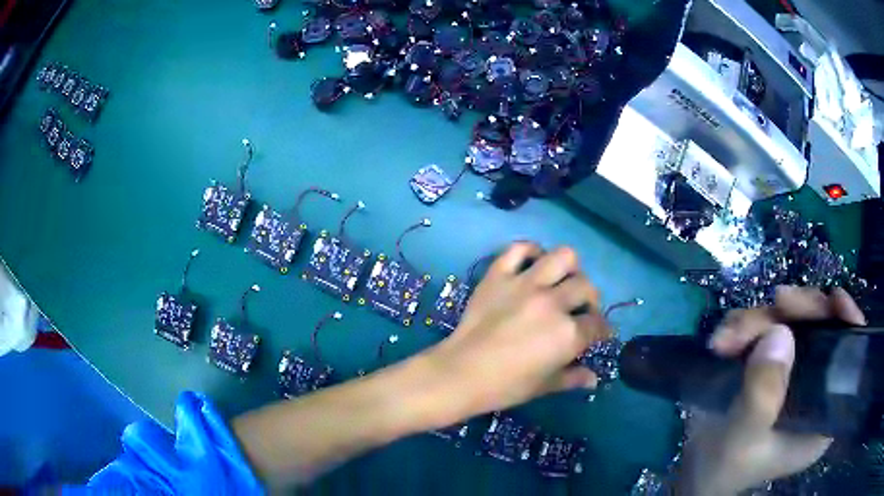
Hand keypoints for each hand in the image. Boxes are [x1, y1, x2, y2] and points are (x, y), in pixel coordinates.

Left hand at [427, 242, 610, 418]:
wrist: (460, 373)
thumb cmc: (505, 386)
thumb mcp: (545, 386)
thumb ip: (573, 378)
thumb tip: (594, 378)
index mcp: (568, 333)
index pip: (597, 324)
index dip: (602, 330)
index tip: (598, 333)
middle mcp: (553, 302)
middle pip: (586, 287)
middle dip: (590, 301)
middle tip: (579, 311)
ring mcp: (525, 284)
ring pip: (563, 257)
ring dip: (569, 269)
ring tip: (561, 283)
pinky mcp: (499, 275)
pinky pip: (519, 248)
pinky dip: (530, 252)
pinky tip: (532, 265)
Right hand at [678, 286, 866, 494]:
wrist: (694, 471)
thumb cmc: (725, 468)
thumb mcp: (742, 440)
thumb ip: (762, 397)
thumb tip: (779, 333)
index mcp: (821, 414)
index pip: (848, 359)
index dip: (847, 323)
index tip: (834, 300)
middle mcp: (815, 387)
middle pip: (821, 327)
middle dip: (795, 313)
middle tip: (773, 305)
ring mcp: (793, 372)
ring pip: (791, 321)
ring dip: (759, 320)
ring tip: (725, 339)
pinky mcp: (772, 363)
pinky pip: (767, 325)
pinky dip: (744, 325)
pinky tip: (722, 339)